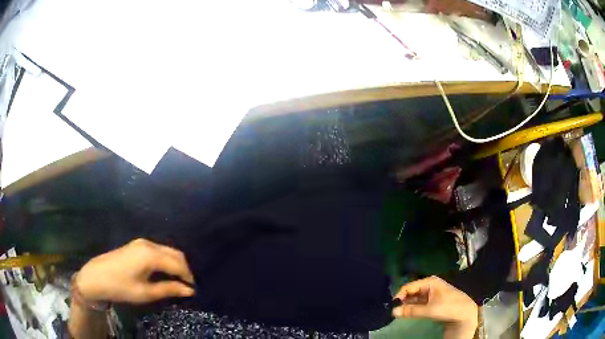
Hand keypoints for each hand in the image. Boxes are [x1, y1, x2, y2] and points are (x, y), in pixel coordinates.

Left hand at [76, 238, 194, 303]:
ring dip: (175, 264)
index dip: (188, 277)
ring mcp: (141, 242)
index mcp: (151, 255)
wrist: (96, 276)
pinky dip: (166, 260)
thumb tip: (190, 290)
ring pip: (167, 250)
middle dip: (184, 269)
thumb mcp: (145, 292)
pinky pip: (158, 250)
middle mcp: (149, 244)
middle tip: (187, 286)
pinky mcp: (136, 245)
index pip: (178, 264)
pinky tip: (164, 272)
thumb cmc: (121, 286)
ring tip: (177, 281)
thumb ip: (169, 289)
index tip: (193, 289)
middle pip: (175, 254)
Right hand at [392, 276, 477, 338]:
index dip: (399, 295)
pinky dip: (413, 307)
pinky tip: (408, 312)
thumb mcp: (429, 310)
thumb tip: (393, 311)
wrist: (464, 313)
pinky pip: (419, 302)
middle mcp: (429, 285)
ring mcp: (431, 293)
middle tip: (394, 310)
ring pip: (414, 298)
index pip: (409, 286)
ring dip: (407, 304)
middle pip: (411, 291)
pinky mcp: (432, 301)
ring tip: (399, 312)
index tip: (391, 306)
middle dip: (403, 300)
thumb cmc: (448, 307)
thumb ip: (411, 311)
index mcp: (429, 282)